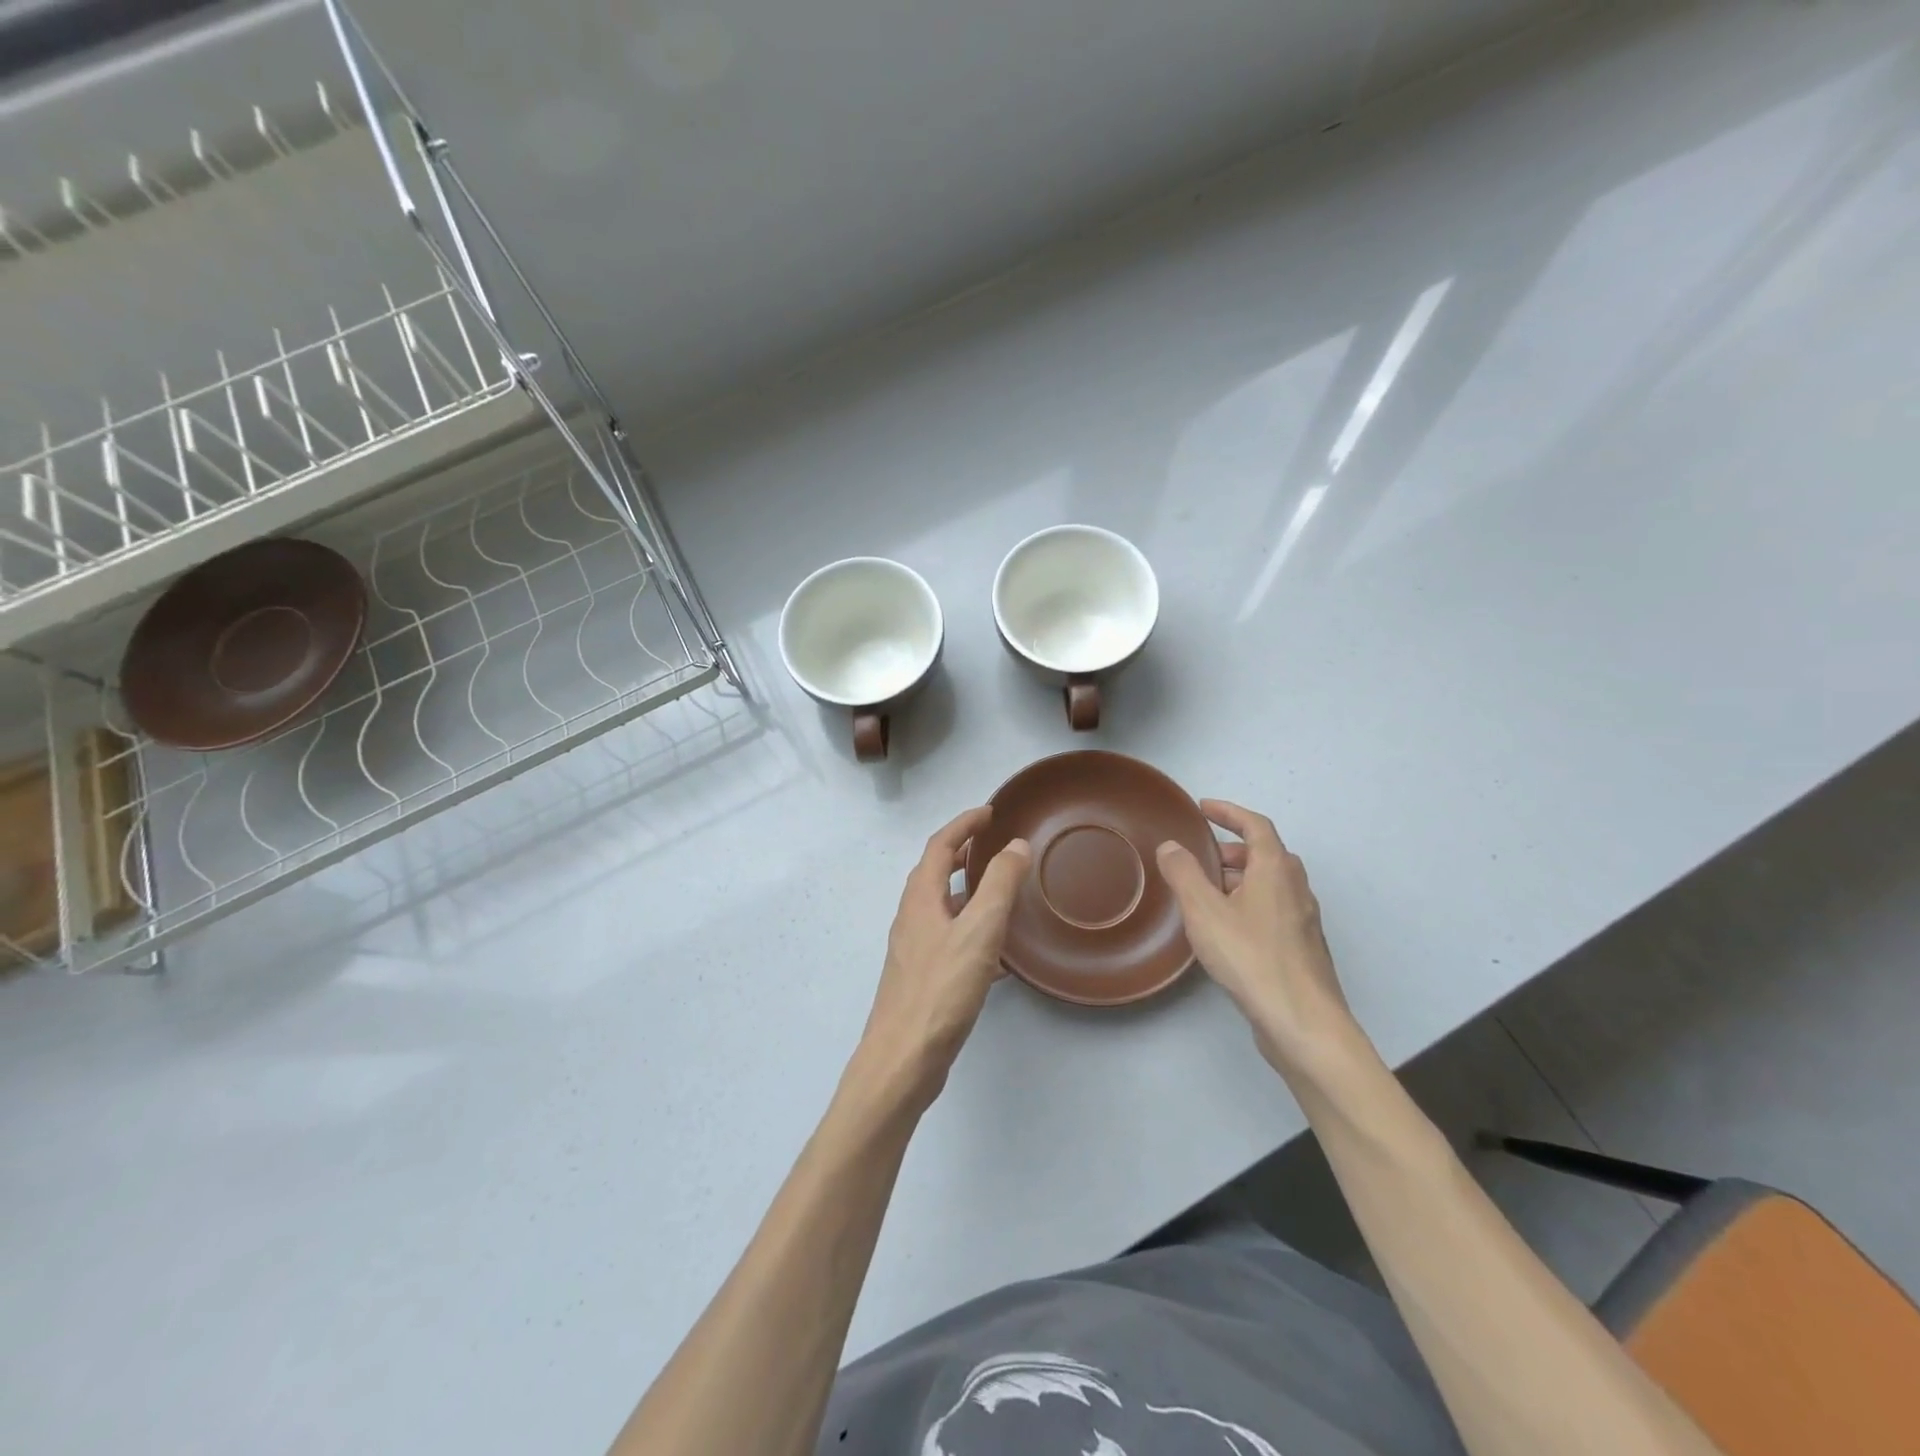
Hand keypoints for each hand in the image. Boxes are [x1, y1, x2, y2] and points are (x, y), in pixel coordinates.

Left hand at [854, 807, 1031, 1106]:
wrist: (903, 1059)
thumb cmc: (941, 989)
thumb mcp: (979, 930)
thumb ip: (999, 884)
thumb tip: (1016, 845)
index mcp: (920, 898)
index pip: (939, 846)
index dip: (964, 824)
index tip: (990, 812)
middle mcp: (912, 918)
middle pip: (936, 873)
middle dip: (964, 854)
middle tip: (996, 846)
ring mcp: (915, 950)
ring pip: (944, 908)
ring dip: (969, 893)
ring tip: (1002, 893)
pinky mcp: (923, 978)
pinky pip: (952, 940)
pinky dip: (974, 931)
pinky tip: (999, 956)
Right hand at [1156, 800, 1356, 1073]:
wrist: (1302, 1021)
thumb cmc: (1251, 957)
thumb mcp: (1204, 910)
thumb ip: (1184, 873)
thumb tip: (1171, 846)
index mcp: (1276, 869)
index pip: (1255, 825)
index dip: (1228, 812)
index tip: (1203, 808)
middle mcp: (1296, 888)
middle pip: (1265, 854)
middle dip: (1232, 849)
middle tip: (1201, 857)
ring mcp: (1303, 920)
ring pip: (1270, 885)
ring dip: (1240, 879)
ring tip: (1206, 893)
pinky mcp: (1302, 949)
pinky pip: (1273, 910)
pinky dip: (1248, 904)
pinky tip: (1227, 930)